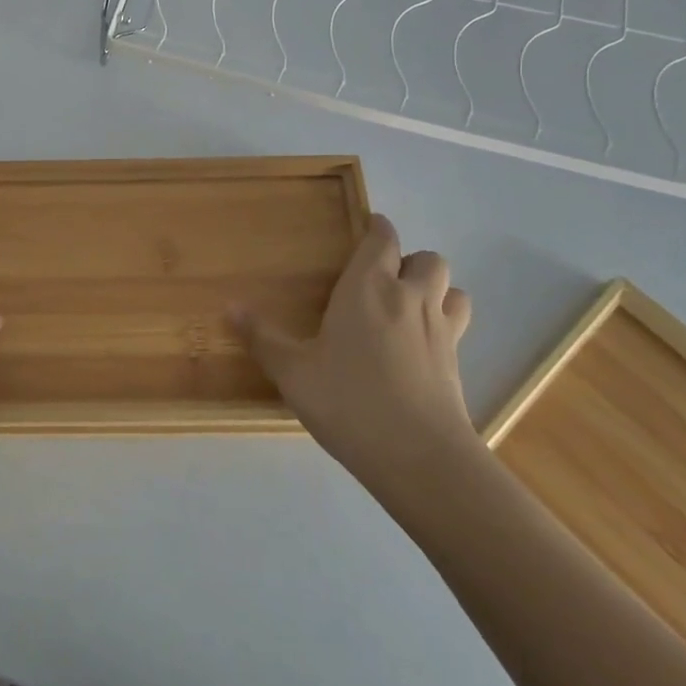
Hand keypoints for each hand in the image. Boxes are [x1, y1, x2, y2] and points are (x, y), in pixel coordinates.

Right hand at [228, 215, 479, 513]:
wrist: (419, 456)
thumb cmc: (348, 401)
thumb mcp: (293, 372)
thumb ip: (262, 338)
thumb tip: (229, 307)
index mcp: (368, 288)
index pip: (383, 239)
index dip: (378, 229)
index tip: (367, 229)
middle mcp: (409, 298)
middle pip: (427, 259)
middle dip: (409, 261)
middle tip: (383, 280)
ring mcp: (440, 330)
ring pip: (452, 289)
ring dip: (435, 290)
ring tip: (408, 308)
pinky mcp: (457, 363)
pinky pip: (457, 326)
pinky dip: (443, 324)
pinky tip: (419, 348)